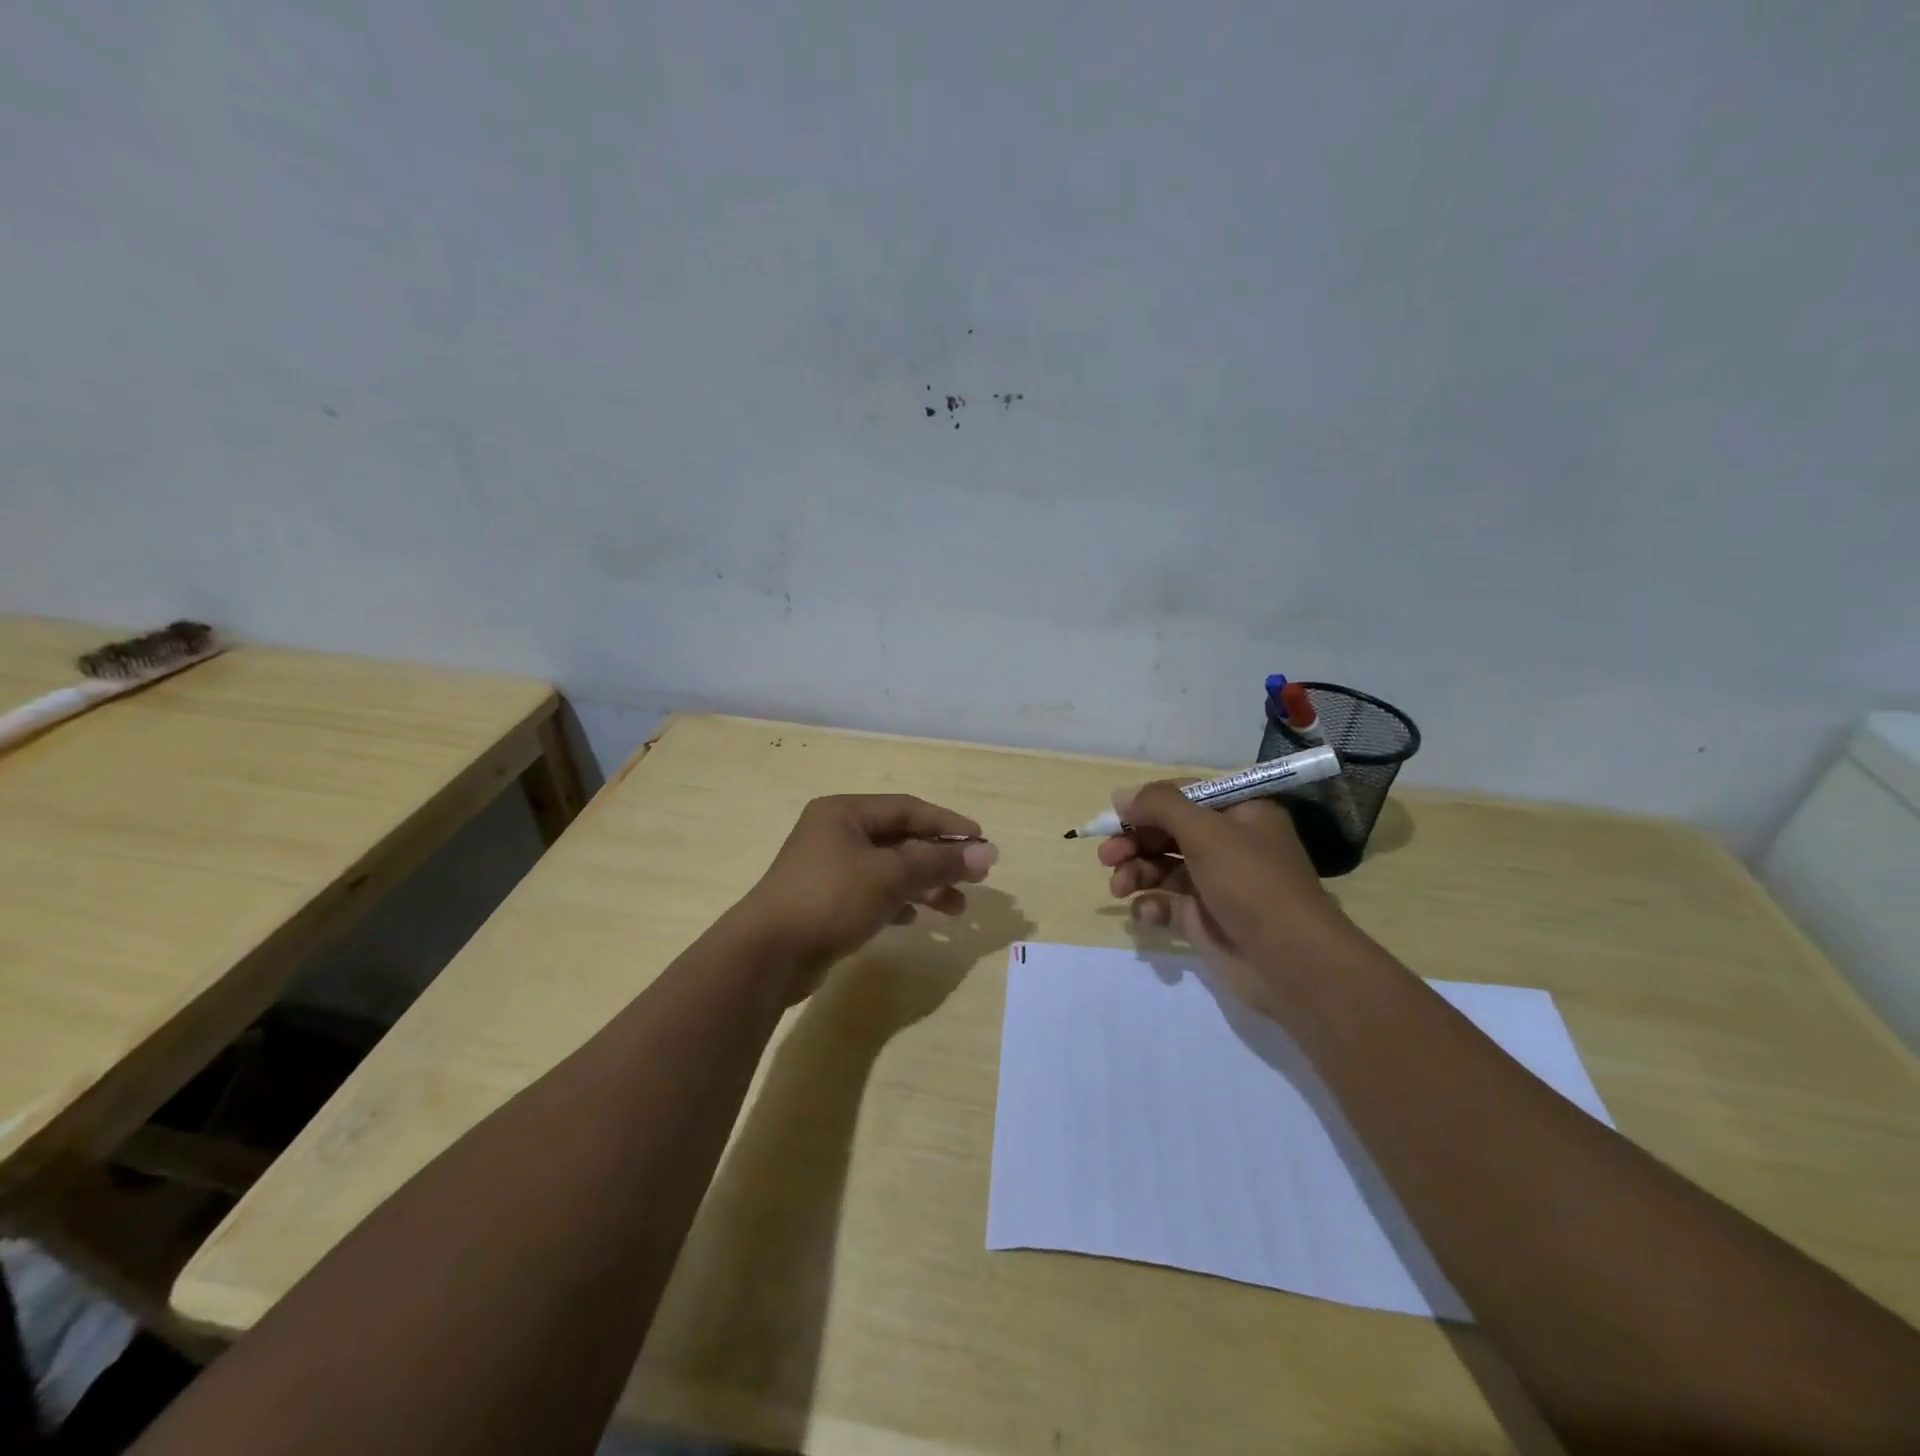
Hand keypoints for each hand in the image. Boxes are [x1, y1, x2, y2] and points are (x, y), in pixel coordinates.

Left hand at [728, 794, 997, 1003]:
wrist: (768, 955)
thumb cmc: (831, 898)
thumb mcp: (890, 875)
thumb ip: (939, 863)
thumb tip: (988, 852)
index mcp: (845, 813)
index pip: (908, 809)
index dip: (948, 823)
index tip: (982, 842)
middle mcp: (836, 834)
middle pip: (900, 840)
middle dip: (939, 859)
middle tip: (976, 879)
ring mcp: (829, 869)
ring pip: (889, 870)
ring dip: (924, 885)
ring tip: (957, 909)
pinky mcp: (827, 903)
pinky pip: (873, 894)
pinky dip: (898, 903)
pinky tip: (916, 919)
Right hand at [1098, 782, 1353, 1018]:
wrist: (1290, 962)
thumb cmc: (1251, 883)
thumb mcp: (1206, 832)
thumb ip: (1160, 806)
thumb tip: (1120, 796)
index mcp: (1240, 814)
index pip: (1184, 796)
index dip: (1147, 804)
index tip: (1114, 817)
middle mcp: (1228, 844)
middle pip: (1167, 832)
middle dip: (1134, 841)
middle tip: (1106, 856)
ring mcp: (1216, 883)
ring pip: (1162, 867)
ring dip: (1135, 872)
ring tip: (1119, 887)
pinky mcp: (1204, 918)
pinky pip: (1167, 903)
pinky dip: (1152, 905)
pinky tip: (1147, 914)